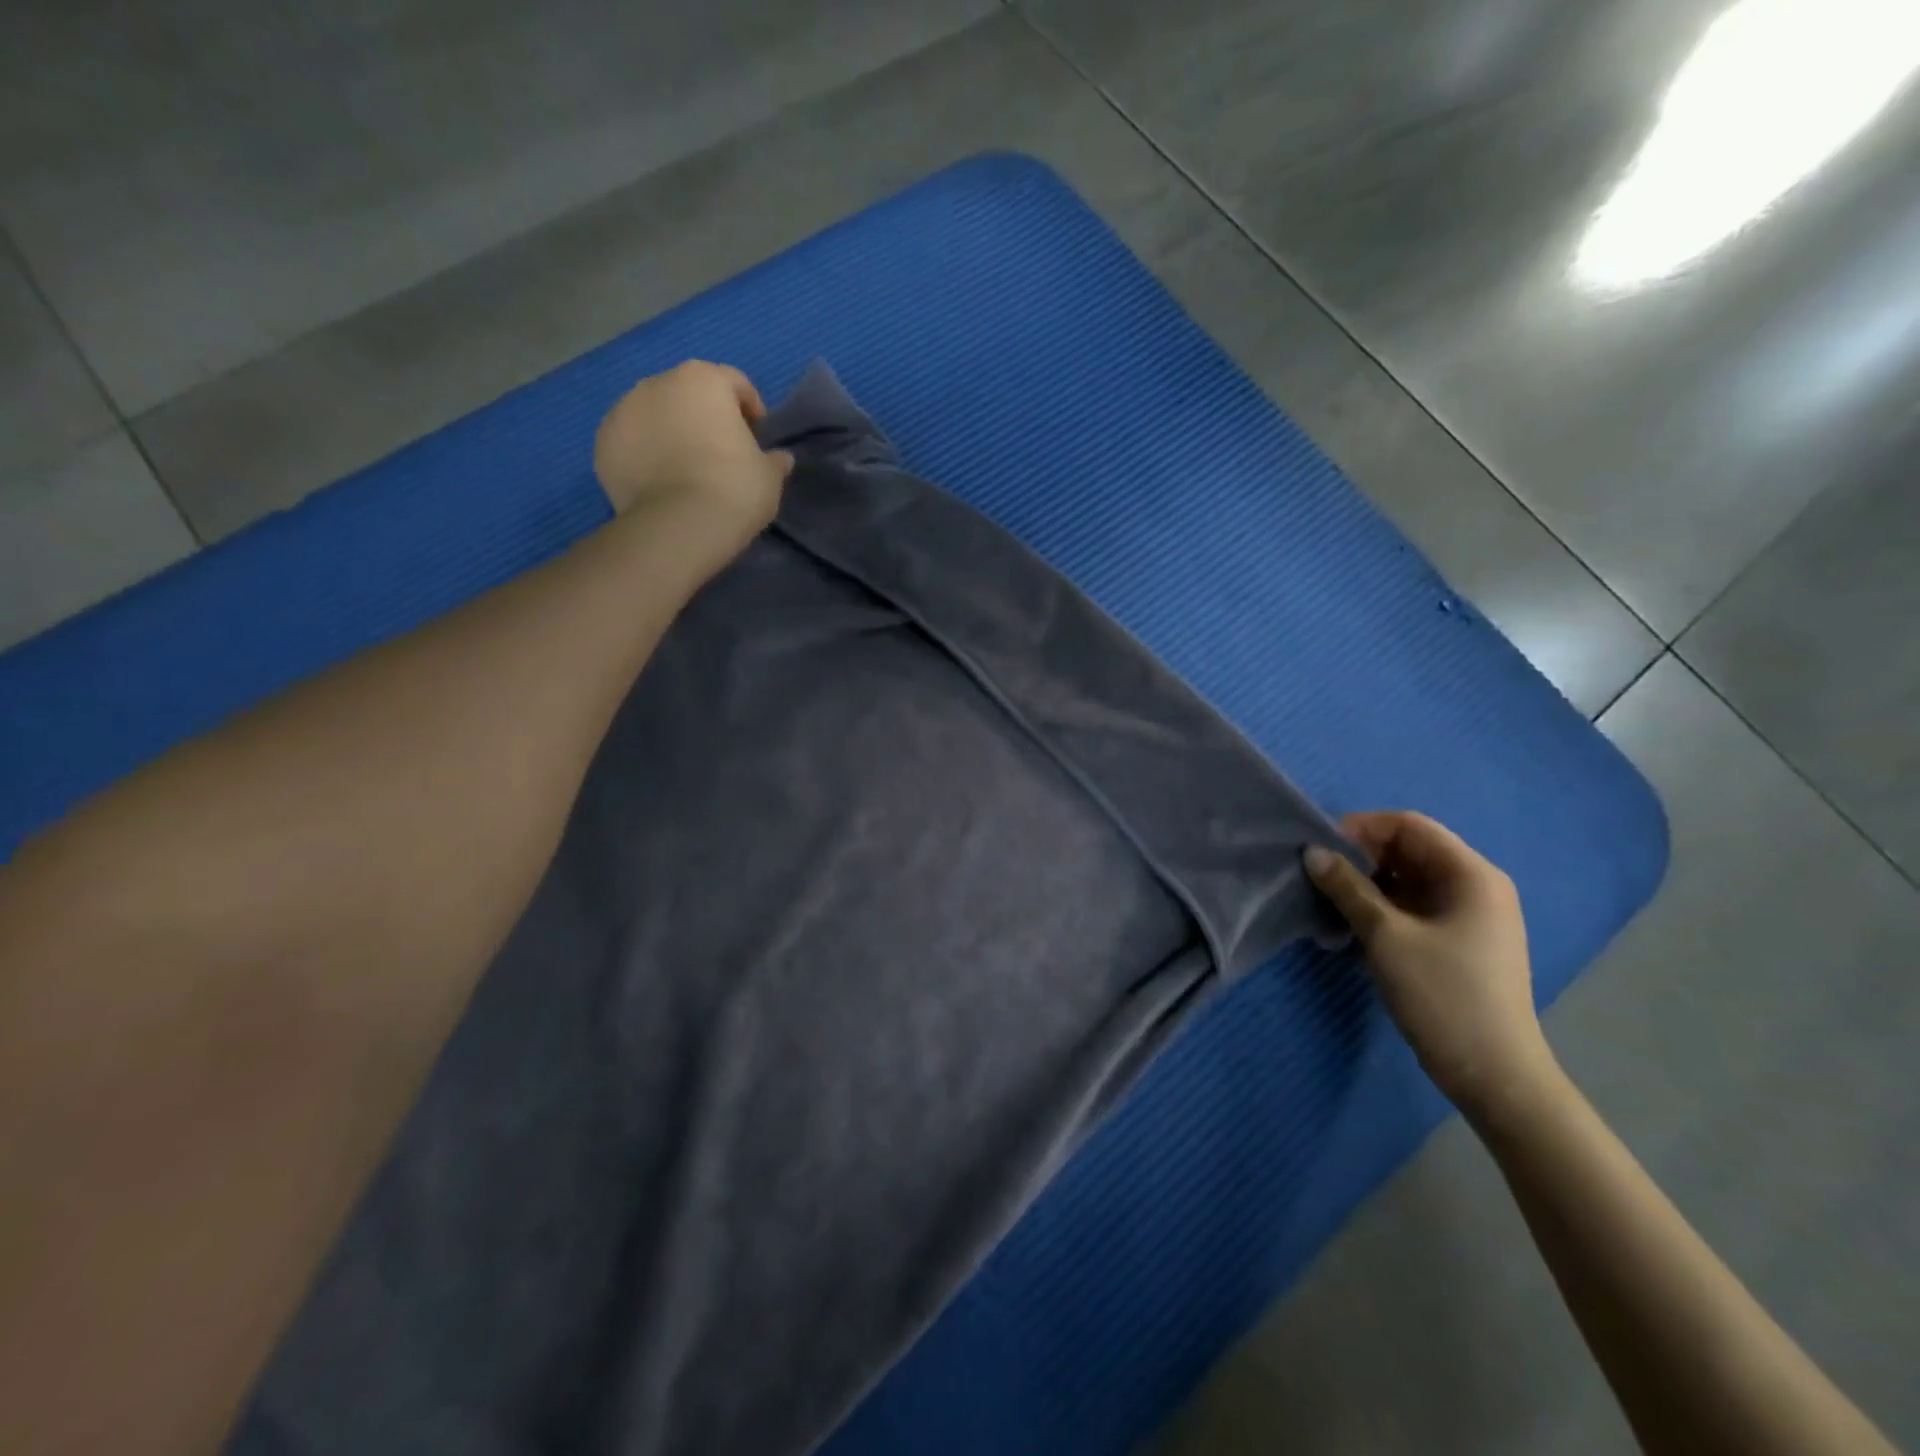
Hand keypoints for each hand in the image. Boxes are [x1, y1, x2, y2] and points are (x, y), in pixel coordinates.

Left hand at [593, 361, 794, 541]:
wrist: (678, 526)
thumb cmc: (734, 489)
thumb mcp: (769, 477)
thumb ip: (774, 460)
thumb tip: (781, 458)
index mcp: (703, 380)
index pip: (735, 383)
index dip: (751, 409)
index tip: (757, 439)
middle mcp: (658, 382)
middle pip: (689, 394)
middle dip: (704, 417)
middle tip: (720, 454)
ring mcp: (623, 410)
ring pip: (655, 415)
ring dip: (671, 432)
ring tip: (685, 470)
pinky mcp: (603, 443)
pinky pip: (631, 443)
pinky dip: (644, 455)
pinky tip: (660, 483)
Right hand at [1305, 811, 1554, 1121]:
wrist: (1493, 1075)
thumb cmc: (1442, 995)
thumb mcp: (1386, 936)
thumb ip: (1347, 888)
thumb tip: (1312, 852)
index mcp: (1471, 874)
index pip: (1409, 826)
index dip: (1361, 828)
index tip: (1320, 849)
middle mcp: (1476, 886)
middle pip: (1409, 850)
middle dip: (1361, 858)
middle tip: (1320, 877)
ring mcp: (1470, 915)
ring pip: (1408, 880)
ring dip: (1367, 885)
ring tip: (1330, 904)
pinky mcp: (1459, 941)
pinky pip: (1414, 907)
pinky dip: (1382, 908)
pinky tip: (1352, 928)